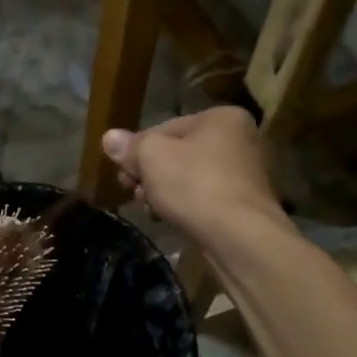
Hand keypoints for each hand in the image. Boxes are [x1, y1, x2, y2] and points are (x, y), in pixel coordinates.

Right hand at [101, 107, 285, 248]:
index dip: (138, 150)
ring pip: (190, 178)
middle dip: (151, 174)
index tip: (123, 173)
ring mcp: (247, 174)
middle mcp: (241, 139)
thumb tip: (109, 138)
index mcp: (222, 118)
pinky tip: (170, 220)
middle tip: (133, 192)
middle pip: (179, 153)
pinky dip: (187, 206)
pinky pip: (206, 198)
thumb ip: (129, 147)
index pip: (165, 128)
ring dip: (165, 191)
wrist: (241, 238)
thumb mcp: (151, 158)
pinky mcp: (247, 204)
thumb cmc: (195, 185)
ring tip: (150, 209)